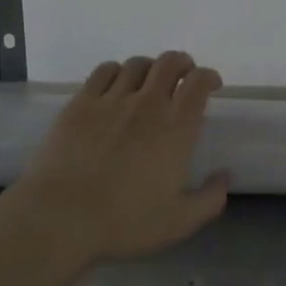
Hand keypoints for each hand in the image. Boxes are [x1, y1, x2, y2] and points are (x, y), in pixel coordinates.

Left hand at [0, 53, 228, 263]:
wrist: (61, 217)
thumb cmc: (124, 221)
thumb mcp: (179, 222)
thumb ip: (210, 199)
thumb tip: (225, 176)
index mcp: (177, 127)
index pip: (199, 82)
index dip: (209, 76)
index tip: (212, 85)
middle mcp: (148, 103)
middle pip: (170, 62)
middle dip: (182, 63)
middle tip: (183, 77)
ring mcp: (111, 99)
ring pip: (137, 64)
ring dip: (150, 68)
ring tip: (149, 82)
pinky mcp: (80, 103)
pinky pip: (104, 71)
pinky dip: (117, 72)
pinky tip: (115, 86)